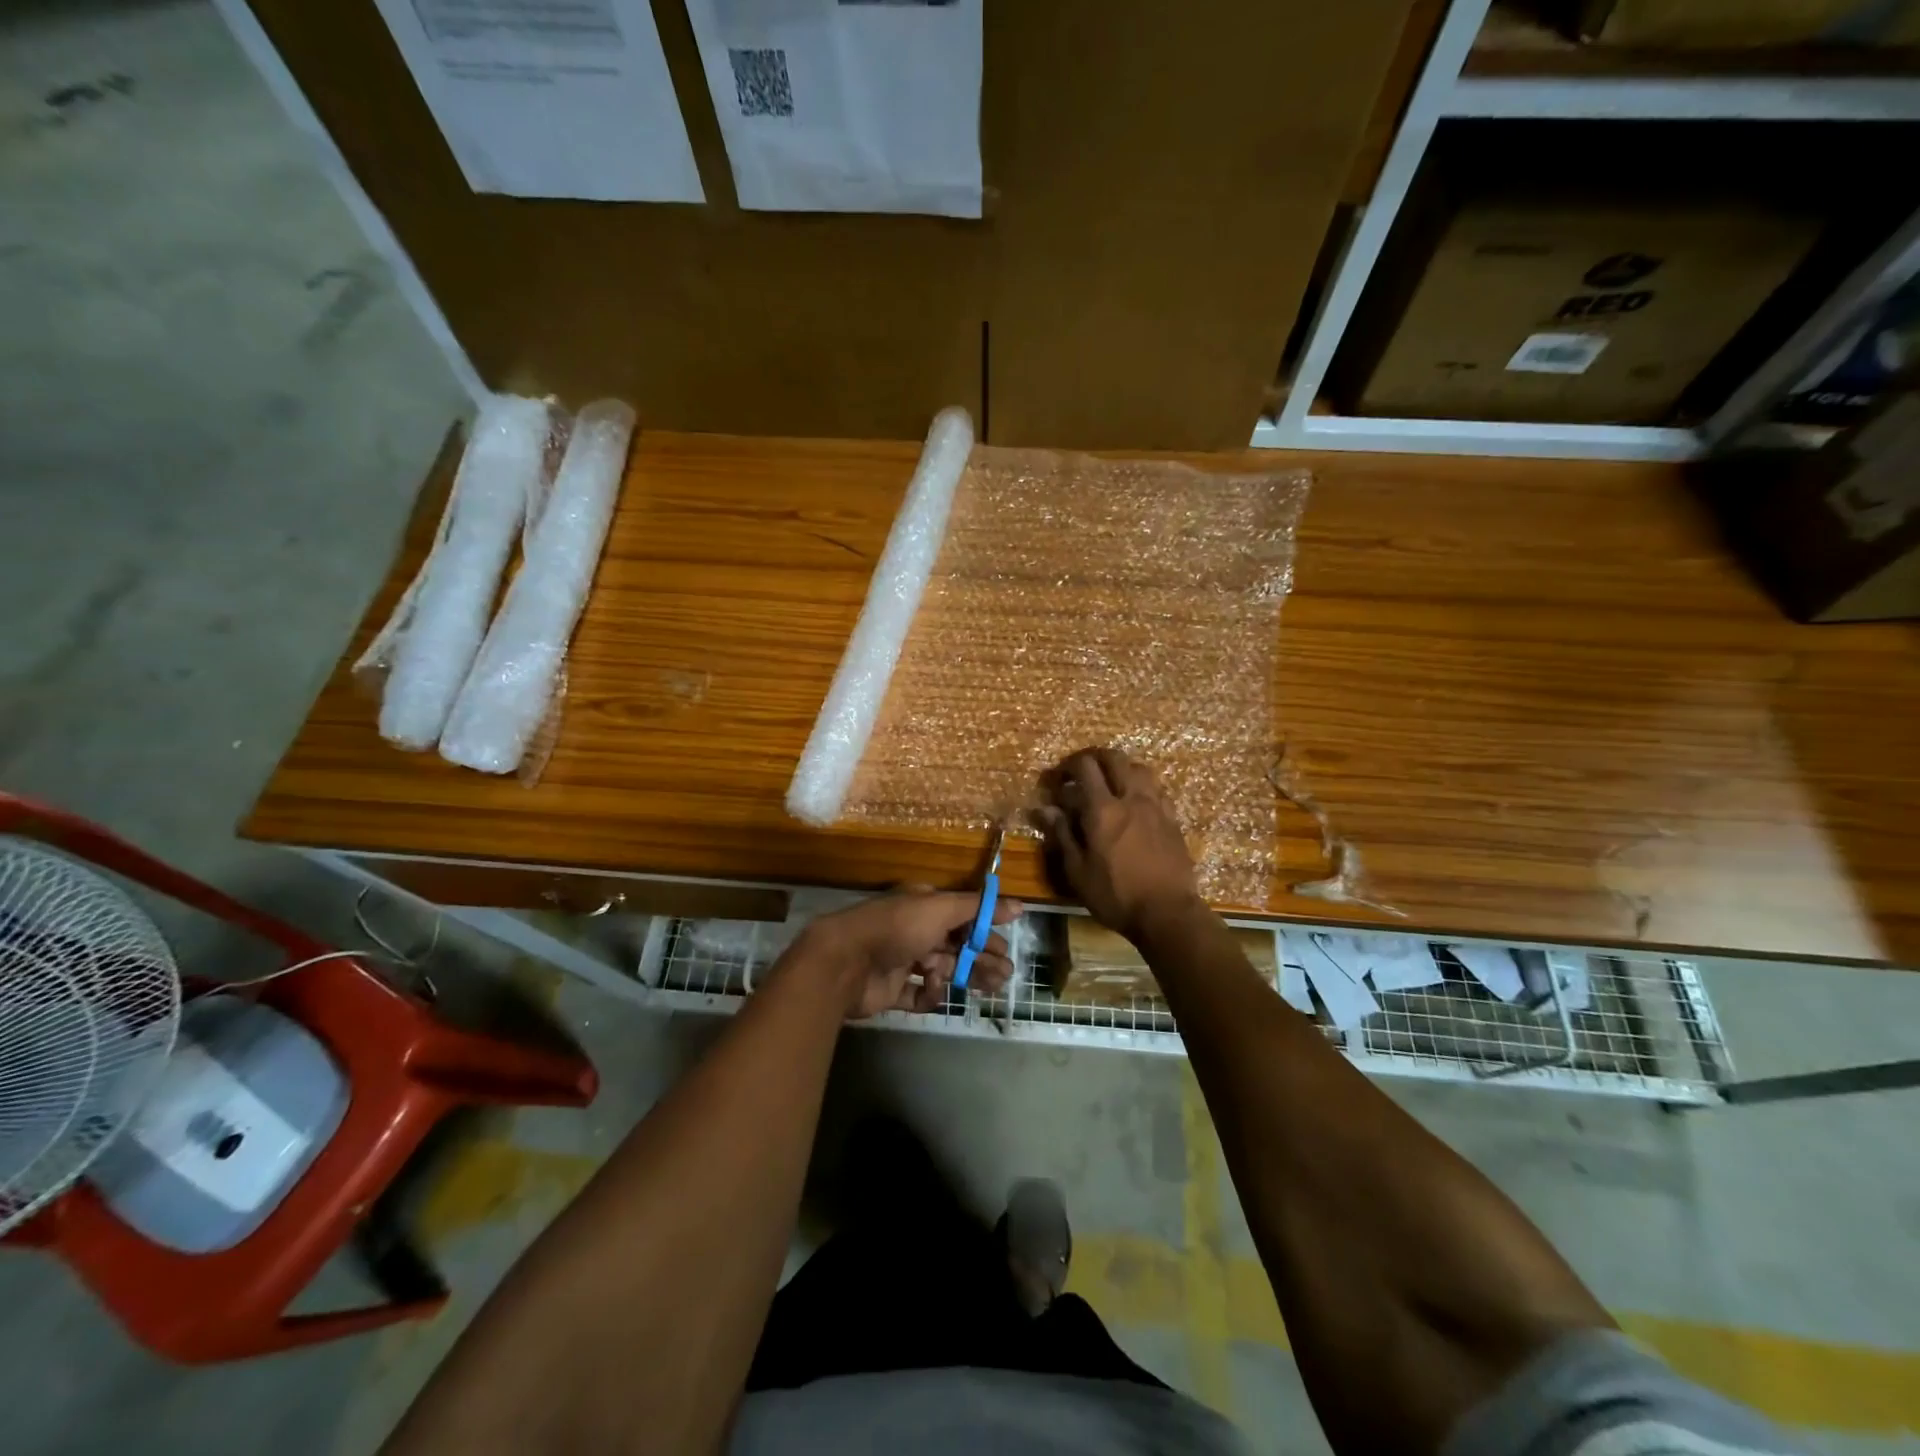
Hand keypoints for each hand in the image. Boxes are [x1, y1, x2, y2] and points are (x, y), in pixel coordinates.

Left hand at [796, 886, 1022, 1019]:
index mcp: (924, 906)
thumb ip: (978, 908)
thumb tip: (1019, 905)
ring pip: (942, 969)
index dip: (985, 931)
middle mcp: (914, 930)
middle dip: (981, 957)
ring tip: (992, 988)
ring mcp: (902, 960)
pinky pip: (918, 993)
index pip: (962, 917)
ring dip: (966, 976)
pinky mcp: (891, 989)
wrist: (845, 962)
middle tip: (1006, 973)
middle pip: (956, 945)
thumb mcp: (940, 909)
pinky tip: (938, 994)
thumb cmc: (897, 928)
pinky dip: (930, 995)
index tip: (1007, 947)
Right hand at [1037, 748, 1200, 941]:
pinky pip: (1157, 789)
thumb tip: (1044, 808)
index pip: (1085, 766)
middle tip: (1081, 771)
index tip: (1057, 780)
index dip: (1067, 766)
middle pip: (1114, 758)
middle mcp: (1131, 798)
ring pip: (1140, 768)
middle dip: (1094, 757)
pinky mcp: (1173, 819)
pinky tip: (1135, 803)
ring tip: (1110, 783)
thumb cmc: (1116, 896)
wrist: (1168, 913)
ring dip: (1121, 768)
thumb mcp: (1078, 871)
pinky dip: (1141, 786)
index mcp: (1103, 809)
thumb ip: (1062, 834)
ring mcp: (1156, 806)